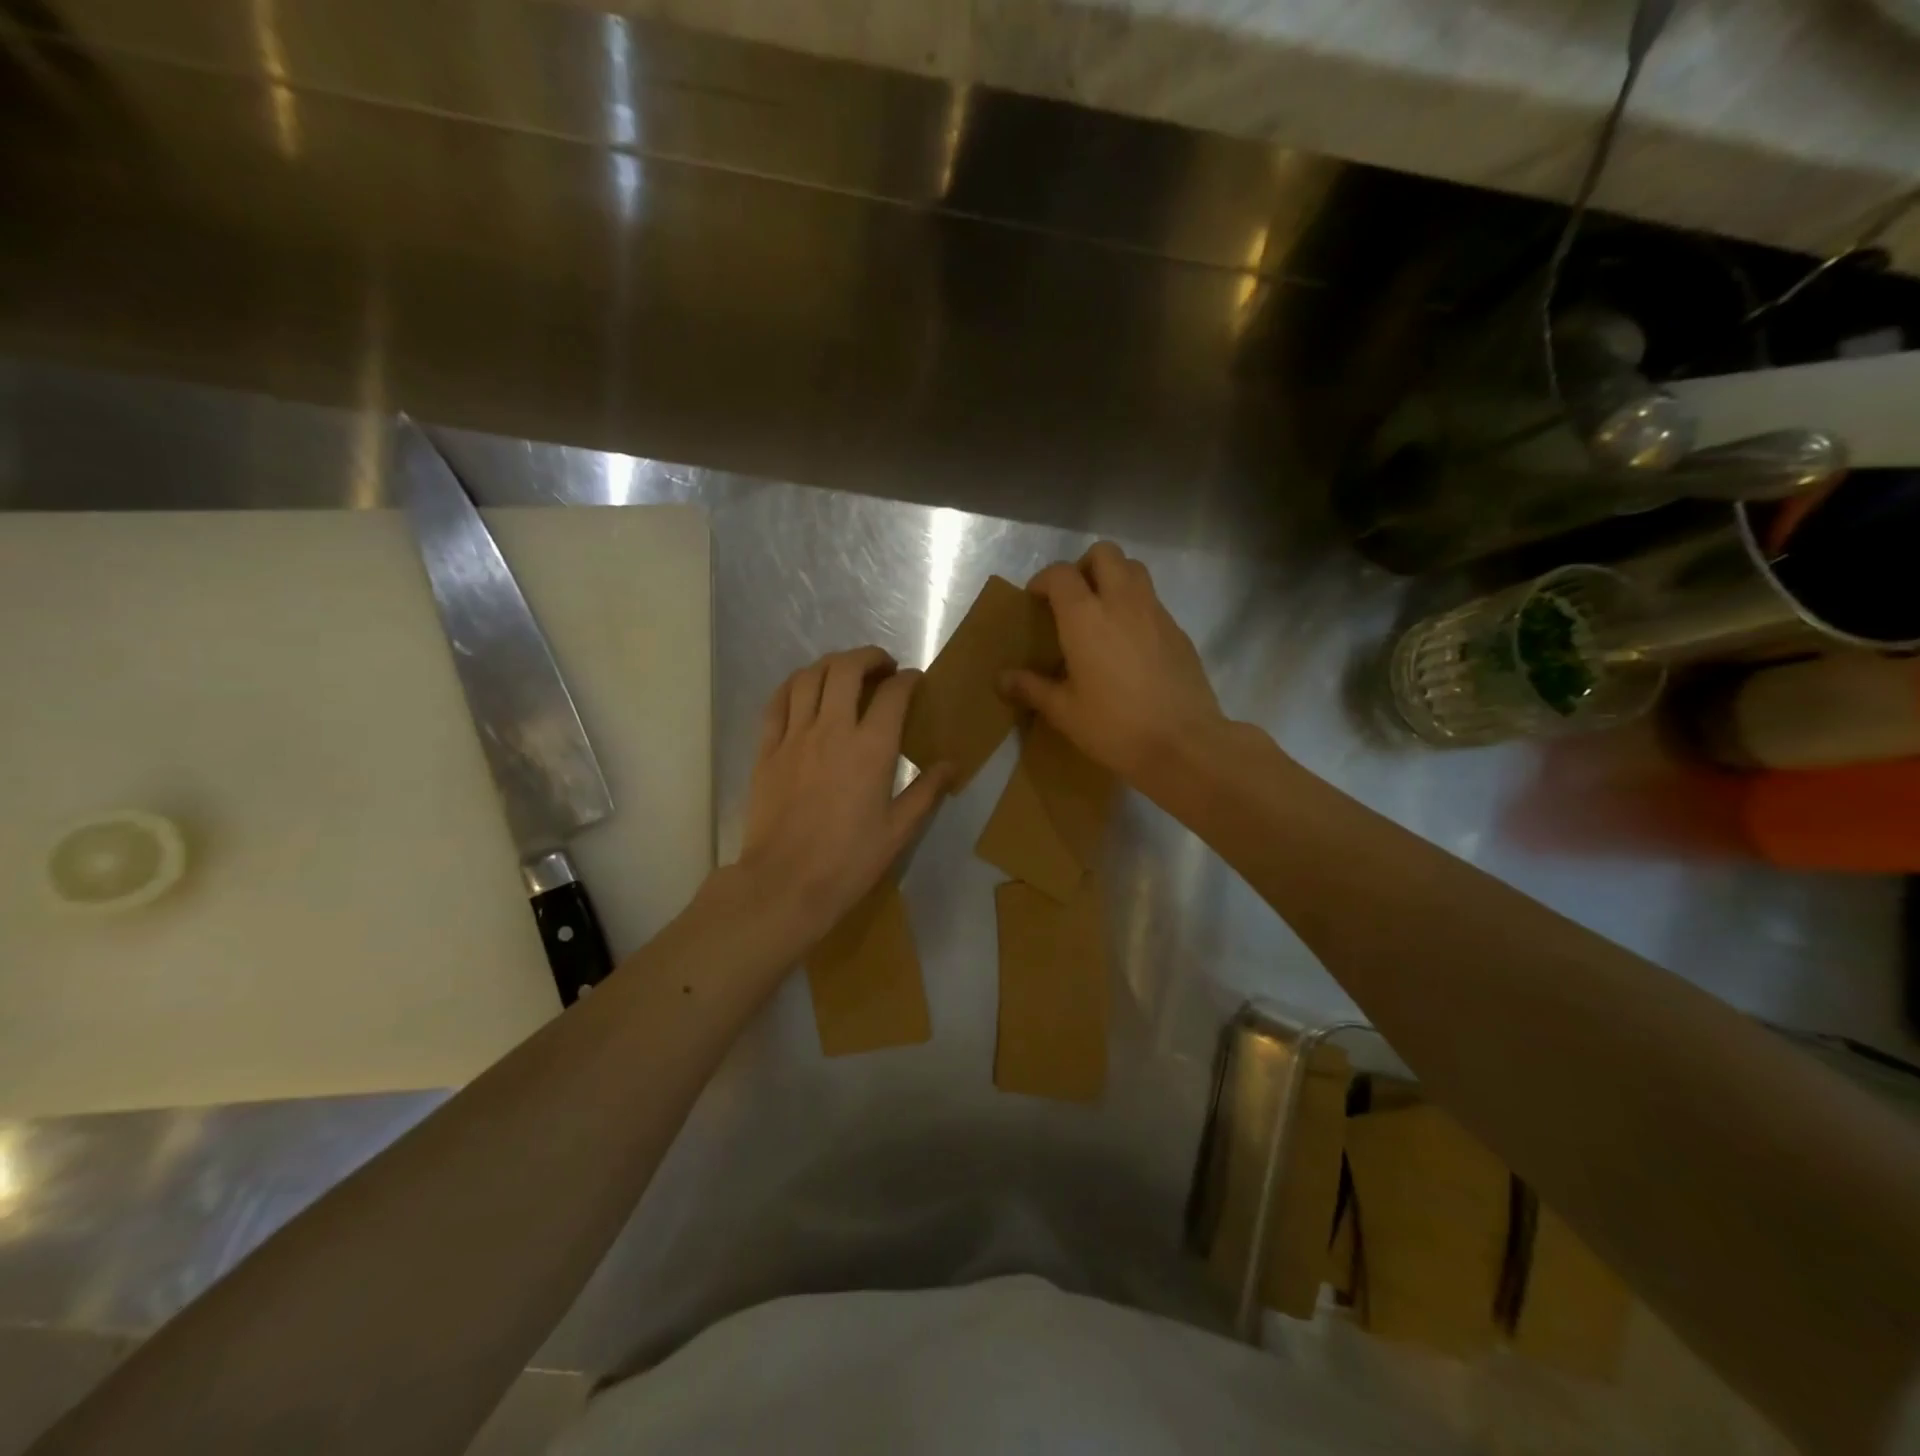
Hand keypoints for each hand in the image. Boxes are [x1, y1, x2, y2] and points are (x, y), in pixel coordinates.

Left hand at [735, 647, 952, 947]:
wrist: (785, 884)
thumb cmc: (848, 861)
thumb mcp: (898, 831)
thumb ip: (926, 791)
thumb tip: (952, 764)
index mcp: (871, 748)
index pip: (893, 693)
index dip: (908, 679)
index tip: (914, 681)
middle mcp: (832, 730)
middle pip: (846, 669)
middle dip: (868, 657)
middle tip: (881, 668)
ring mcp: (794, 736)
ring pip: (809, 677)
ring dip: (831, 664)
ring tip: (844, 673)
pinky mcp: (767, 749)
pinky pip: (777, 702)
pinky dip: (794, 685)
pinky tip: (803, 689)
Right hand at [1002, 542, 1227, 785]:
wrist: (1183, 744)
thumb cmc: (1114, 727)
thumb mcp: (1064, 712)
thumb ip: (1032, 688)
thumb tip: (1002, 679)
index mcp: (1086, 617)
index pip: (1060, 574)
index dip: (1043, 580)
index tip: (1035, 600)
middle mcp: (1122, 602)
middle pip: (1104, 554)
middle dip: (1083, 566)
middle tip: (1072, 598)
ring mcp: (1155, 613)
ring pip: (1134, 569)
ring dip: (1114, 578)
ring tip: (1101, 613)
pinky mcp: (1178, 630)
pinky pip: (1152, 600)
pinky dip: (1135, 606)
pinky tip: (1129, 644)